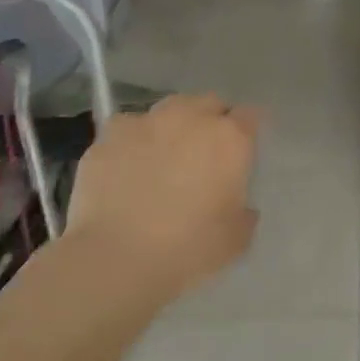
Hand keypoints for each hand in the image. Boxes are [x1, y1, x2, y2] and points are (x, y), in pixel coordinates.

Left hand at [65, 94, 260, 297]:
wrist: (117, 258)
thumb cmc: (189, 248)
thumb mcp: (236, 239)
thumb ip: (244, 212)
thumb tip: (240, 207)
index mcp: (230, 139)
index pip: (250, 116)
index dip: (247, 130)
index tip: (243, 150)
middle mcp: (191, 118)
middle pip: (209, 102)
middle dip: (211, 120)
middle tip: (205, 153)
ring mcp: (147, 122)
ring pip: (169, 109)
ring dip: (173, 125)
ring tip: (164, 155)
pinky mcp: (110, 135)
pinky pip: (128, 128)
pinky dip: (133, 141)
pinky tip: (127, 166)